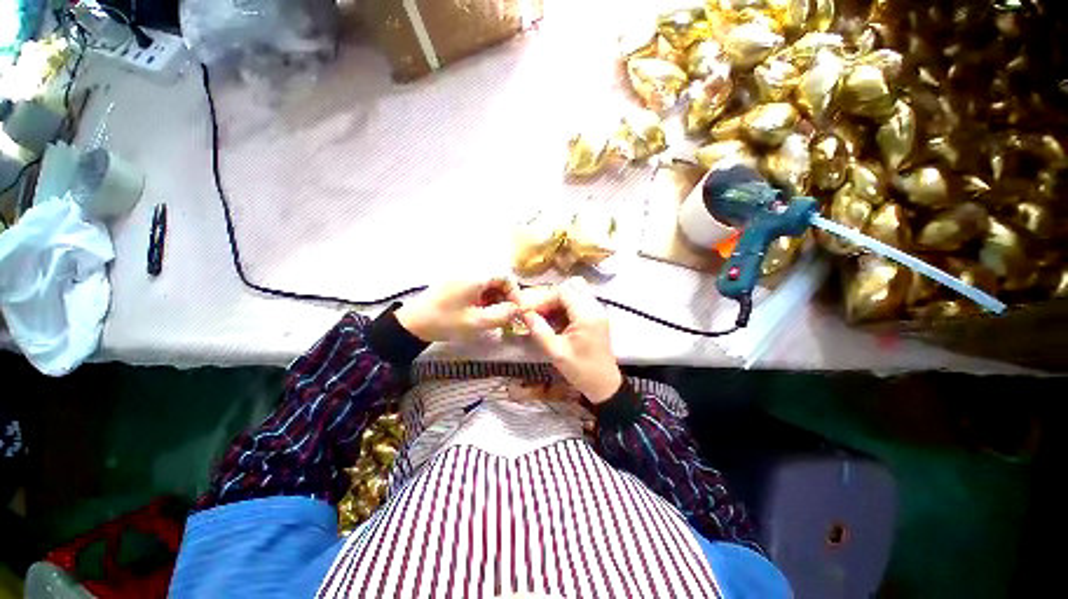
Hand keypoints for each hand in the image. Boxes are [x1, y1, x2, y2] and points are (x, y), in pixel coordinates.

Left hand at [396, 277, 520, 342]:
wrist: (411, 324)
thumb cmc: (445, 321)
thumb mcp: (477, 322)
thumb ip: (502, 315)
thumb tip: (519, 309)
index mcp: (476, 276)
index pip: (506, 276)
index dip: (515, 293)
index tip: (517, 310)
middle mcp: (470, 270)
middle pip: (497, 279)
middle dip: (505, 297)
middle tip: (506, 316)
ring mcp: (461, 276)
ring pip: (488, 283)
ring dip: (495, 298)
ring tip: (494, 316)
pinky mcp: (455, 282)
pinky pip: (477, 286)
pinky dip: (484, 298)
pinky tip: (481, 312)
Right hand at [519, 277, 622, 403]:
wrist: (604, 385)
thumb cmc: (581, 370)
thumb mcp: (556, 352)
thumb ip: (539, 330)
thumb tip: (525, 314)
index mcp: (586, 315)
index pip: (563, 292)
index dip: (544, 298)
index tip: (531, 311)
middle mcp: (595, 308)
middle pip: (570, 288)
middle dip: (551, 298)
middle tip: (538, 313)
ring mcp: (598, 312)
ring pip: (575, 294)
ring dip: (558, 302)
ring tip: (544, 318)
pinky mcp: (597, 318)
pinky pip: (579, 303)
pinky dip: (565, 308)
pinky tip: (555, 322)